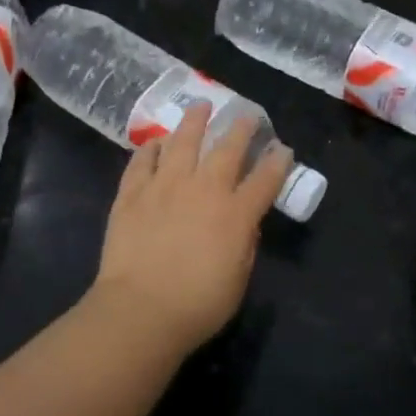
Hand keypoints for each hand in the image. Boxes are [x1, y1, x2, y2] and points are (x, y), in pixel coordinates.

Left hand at [87, 103, 292, 357]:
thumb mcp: (238, 279)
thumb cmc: (197, 305)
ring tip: (201, 106)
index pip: (264, 180)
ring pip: (182, 142)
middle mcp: (203, 190)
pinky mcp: (133, 193)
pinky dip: (151, 148)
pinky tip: (156, 142)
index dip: (277, 162)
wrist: (140, 309)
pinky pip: (143, 161)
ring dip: (194, 121)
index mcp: (235, 214)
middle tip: (247, 114)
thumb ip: (245, 245)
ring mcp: (165, 186)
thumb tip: (244, 222)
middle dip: (240, 129)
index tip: (282, 148)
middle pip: (227, 149)